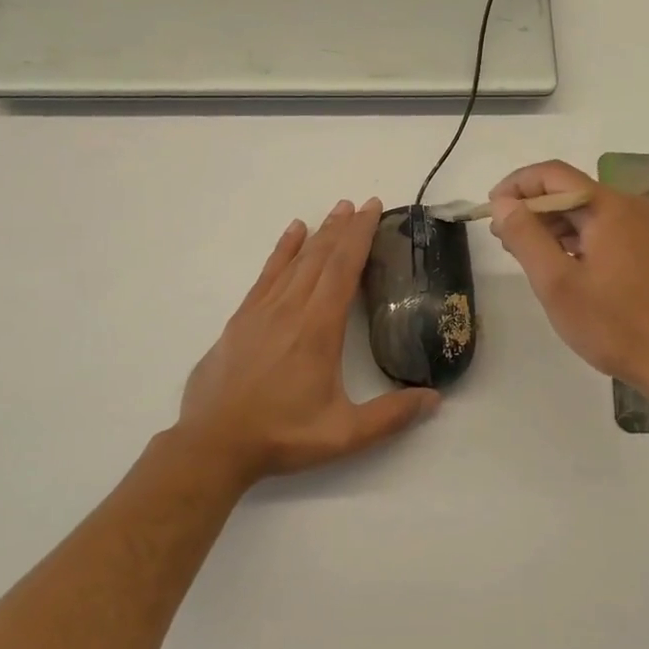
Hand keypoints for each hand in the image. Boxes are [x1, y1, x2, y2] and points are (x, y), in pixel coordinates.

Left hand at [179, 198, 439, 482]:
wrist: (213, 444)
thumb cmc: (281, 436)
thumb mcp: (344, 434)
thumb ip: (391, 416)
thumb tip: (435, 398)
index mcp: (318, 330)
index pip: (342, 270)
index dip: (359, 236)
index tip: (373, 209)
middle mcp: (290, 310)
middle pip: (320, 257)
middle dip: (343, 228)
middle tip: (362, 203)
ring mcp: (261, 312)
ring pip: (294, 261)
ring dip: (317, 234)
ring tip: (335, 211)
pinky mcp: (240, 320)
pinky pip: (266, 274)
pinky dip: (281, 251)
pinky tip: (291, 234)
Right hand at [489, 160, 648, 397]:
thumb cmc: (613, 325)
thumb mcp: (556, 283)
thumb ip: (526, 236)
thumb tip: (503, 203)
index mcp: (609, 207)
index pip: (552, 175)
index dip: (516, 186)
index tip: (491, 211)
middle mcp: (631, 207)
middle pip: (571, 192)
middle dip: (532, 209)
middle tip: (504, 240)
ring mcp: (645, 228)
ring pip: (588, 213)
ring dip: (553, 227)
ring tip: (526, 255)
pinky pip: (605, 231)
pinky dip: (577, 240)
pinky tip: (561, 265)